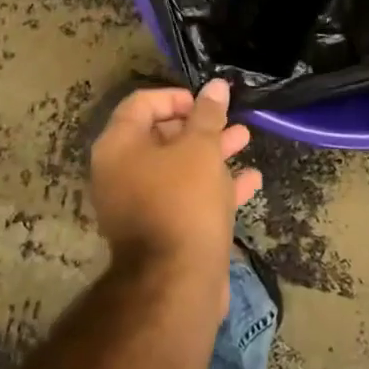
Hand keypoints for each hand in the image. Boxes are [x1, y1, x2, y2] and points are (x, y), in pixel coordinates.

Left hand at [89, 81, 259, 293]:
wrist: (178, 283)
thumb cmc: (184, 201)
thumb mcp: (201, 148)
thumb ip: (208, 114)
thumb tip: (215, 85)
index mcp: (118, 147)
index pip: (141, 103)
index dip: (176, 96)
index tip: (207, 102)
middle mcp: (120, 173)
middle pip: (160, 136)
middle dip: (200, 126)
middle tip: (229, 121)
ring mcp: (139, 205)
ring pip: (178, 168)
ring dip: (212, 153)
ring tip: (245, 141)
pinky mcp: (161, 232)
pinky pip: (186, 198)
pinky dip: (214, 187)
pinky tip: (251, 181)